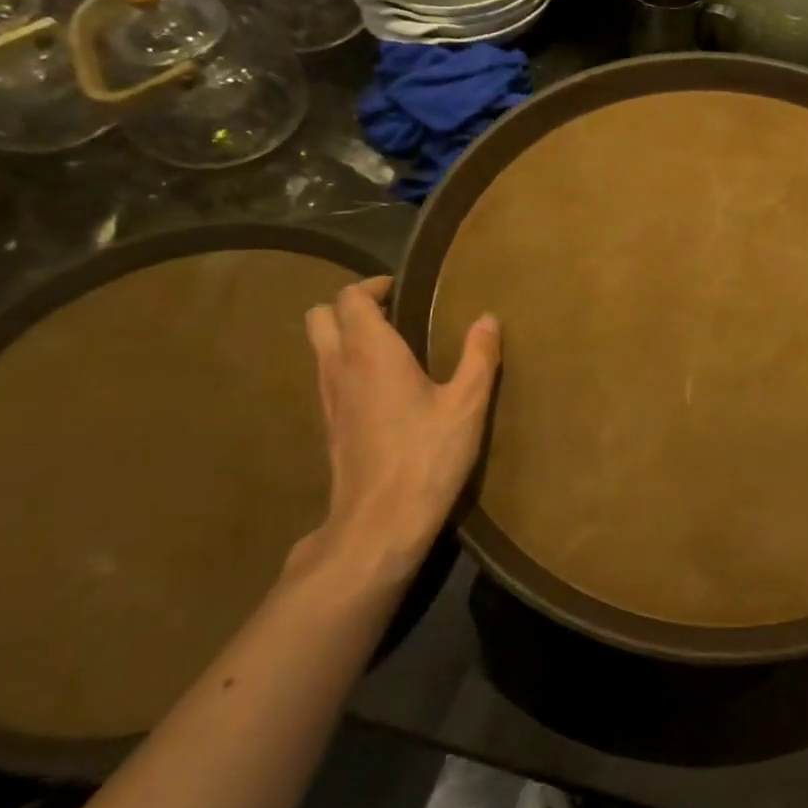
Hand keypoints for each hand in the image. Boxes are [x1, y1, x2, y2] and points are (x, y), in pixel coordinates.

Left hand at [298, 276, 500, 588]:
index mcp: (371, 352)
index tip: (402, 290)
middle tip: (391, 314)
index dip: (373, 286)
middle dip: (350, 306)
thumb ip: (479, 357)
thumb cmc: (426, 456)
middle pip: (320, 316)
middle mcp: (339, 366)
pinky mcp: (329, 425)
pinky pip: (328, 376)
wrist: (379, 521)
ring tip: (391, 348)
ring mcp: (327, 398)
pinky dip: (347, 366)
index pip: (350, 298)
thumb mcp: (467, 405)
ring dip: (346, 336)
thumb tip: (488, 319)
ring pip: (319, 348)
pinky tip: (383, 388)